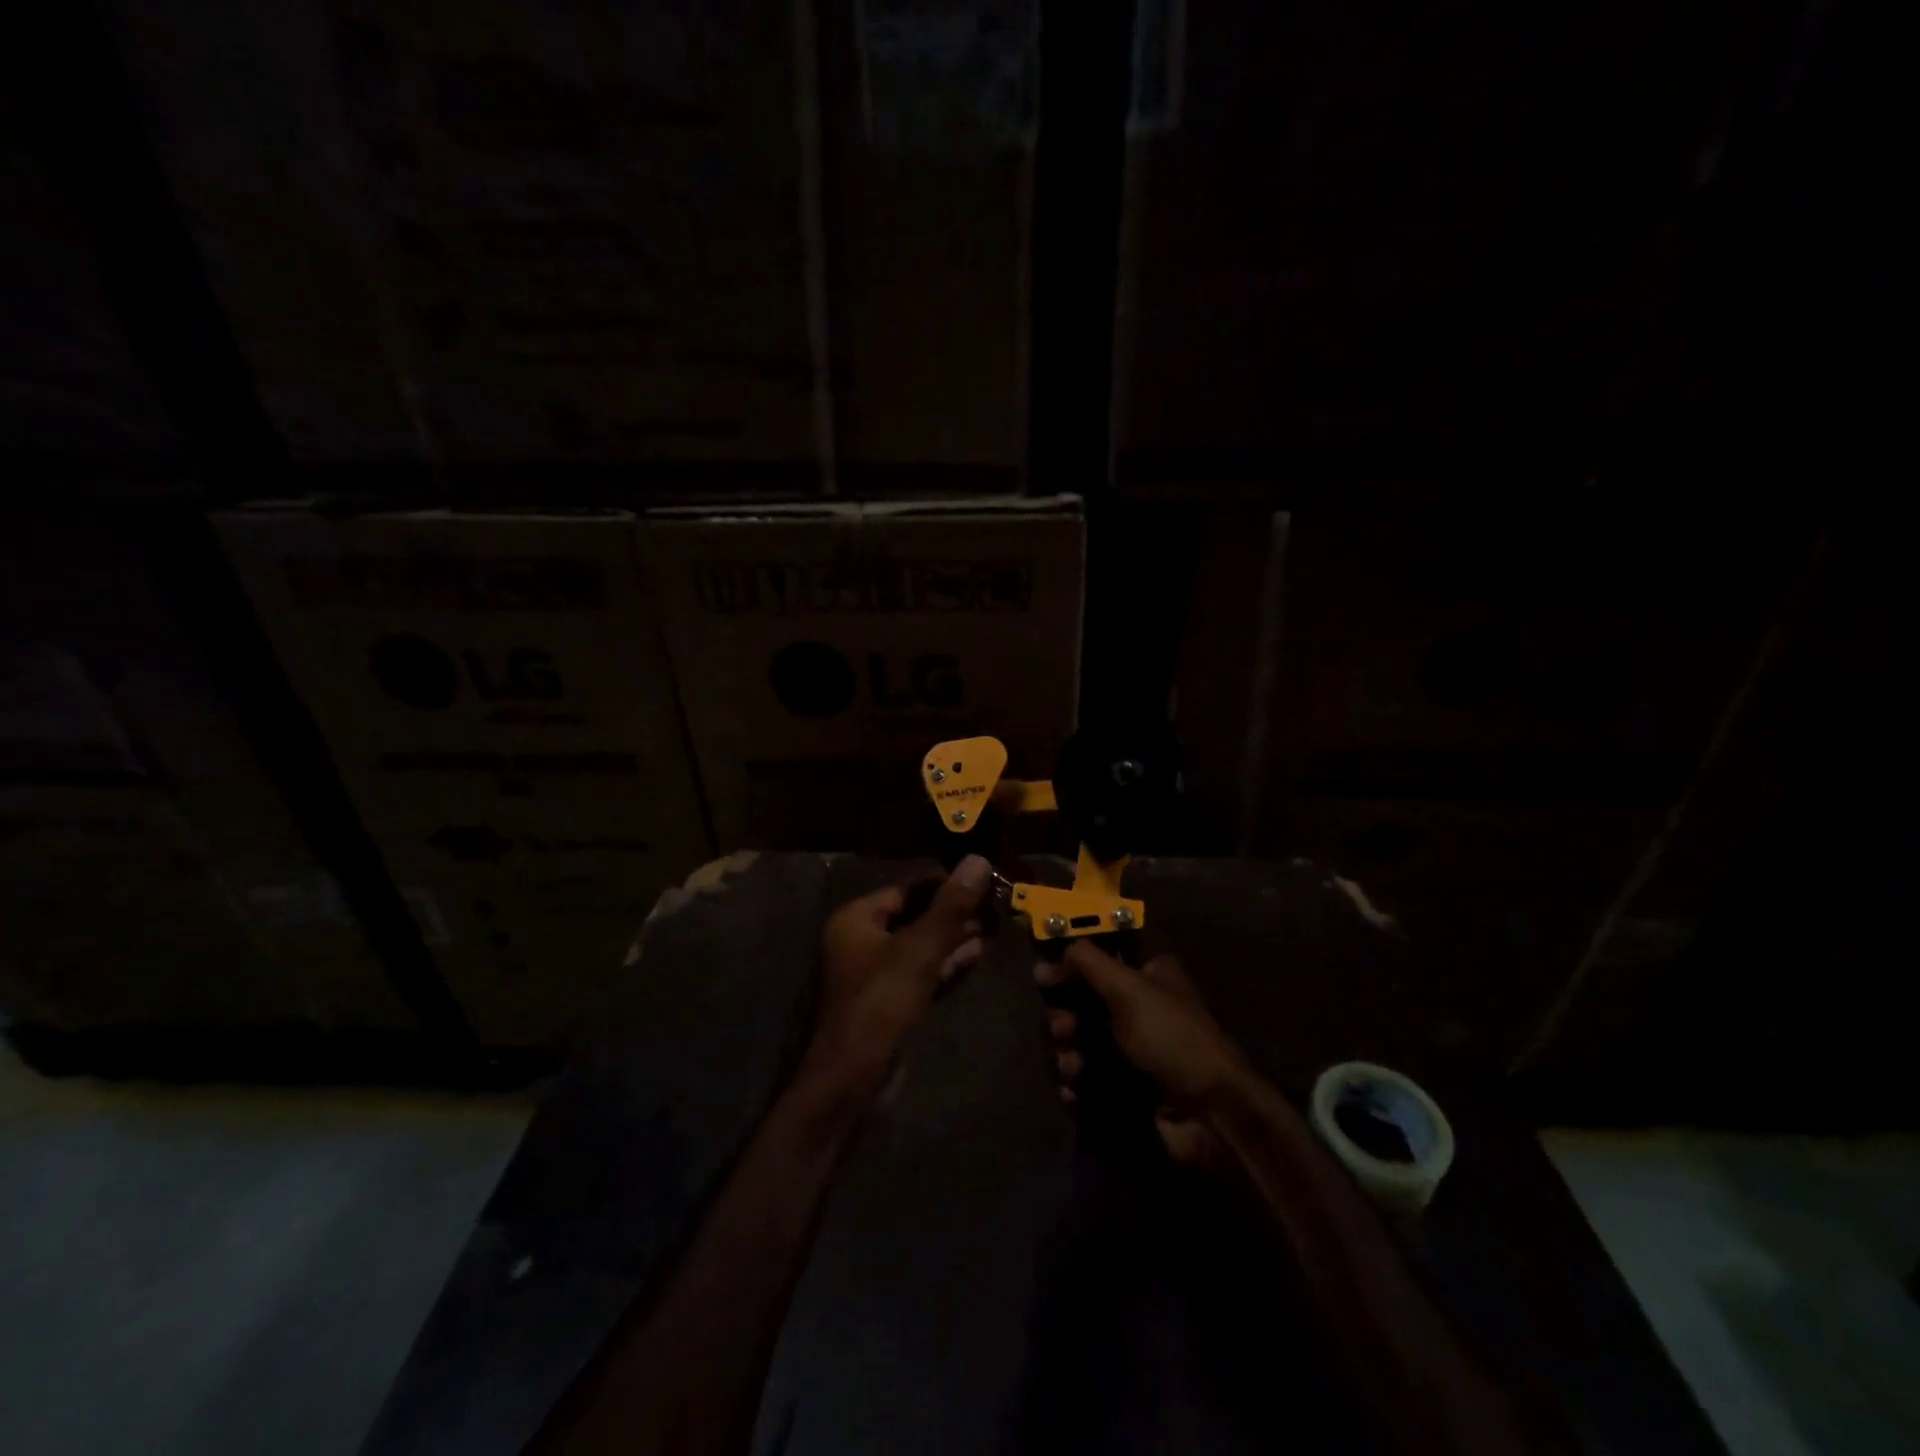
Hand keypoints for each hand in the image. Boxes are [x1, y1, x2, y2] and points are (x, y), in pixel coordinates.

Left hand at [800, 855, 992, 1098]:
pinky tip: (976, 953)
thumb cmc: (880, 1003)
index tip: (982, 879)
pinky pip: (920, 971)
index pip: (907, 889)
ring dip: (953, 936)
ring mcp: (874, 973)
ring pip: (920, 945)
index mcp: (856, 919)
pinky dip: (945, 963)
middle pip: (914, 915)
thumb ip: (950, 906)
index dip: (944, 883)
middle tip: (994, 903)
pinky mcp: (888, 1001)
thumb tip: (978, 860)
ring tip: (993, 924)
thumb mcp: (920, 950)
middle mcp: (861, 940)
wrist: (851, 1079)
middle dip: (952, 911)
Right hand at [1039, 942, 1252, 1168]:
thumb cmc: (1170, 1038)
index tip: (1044, 975)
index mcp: (1145, 975)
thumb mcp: (1130, 988)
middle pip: (1081, 1002)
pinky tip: (1075, 1093)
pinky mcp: (1122, 1089)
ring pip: (1077, 1043)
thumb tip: (1055, 950)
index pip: (1099, 957)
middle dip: (1064, 1016)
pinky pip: (1084, 1081)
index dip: (1070, 963)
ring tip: (1074, 1068)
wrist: (1210, 1115)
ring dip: (1067, 1053)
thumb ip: (1089, 962)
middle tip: (1064, 1029)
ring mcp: (1129, 1051)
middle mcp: (1136, 1009)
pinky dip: (1074, 1086)